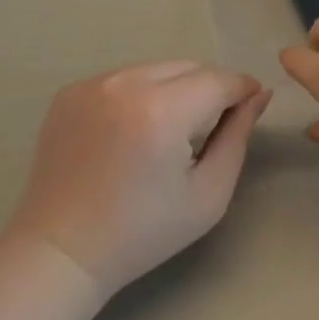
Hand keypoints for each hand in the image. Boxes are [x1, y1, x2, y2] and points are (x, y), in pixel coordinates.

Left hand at [7, 61, 272, 297]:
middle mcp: (126, 84)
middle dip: (208, 89)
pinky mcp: (71, 90)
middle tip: (210, 126)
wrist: (60, 252)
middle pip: (188, 67)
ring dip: (174, 89)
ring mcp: (94, 83)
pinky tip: (132, 132)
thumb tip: (259, 94)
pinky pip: (124, 78)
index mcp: (162, 111)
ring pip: (156, 69)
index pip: (218, 80)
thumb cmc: (142, 233)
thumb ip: (238, 136)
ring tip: (168, 131)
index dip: (242, 89)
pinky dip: (139, 94)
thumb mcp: (208, 194)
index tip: (251, 105)